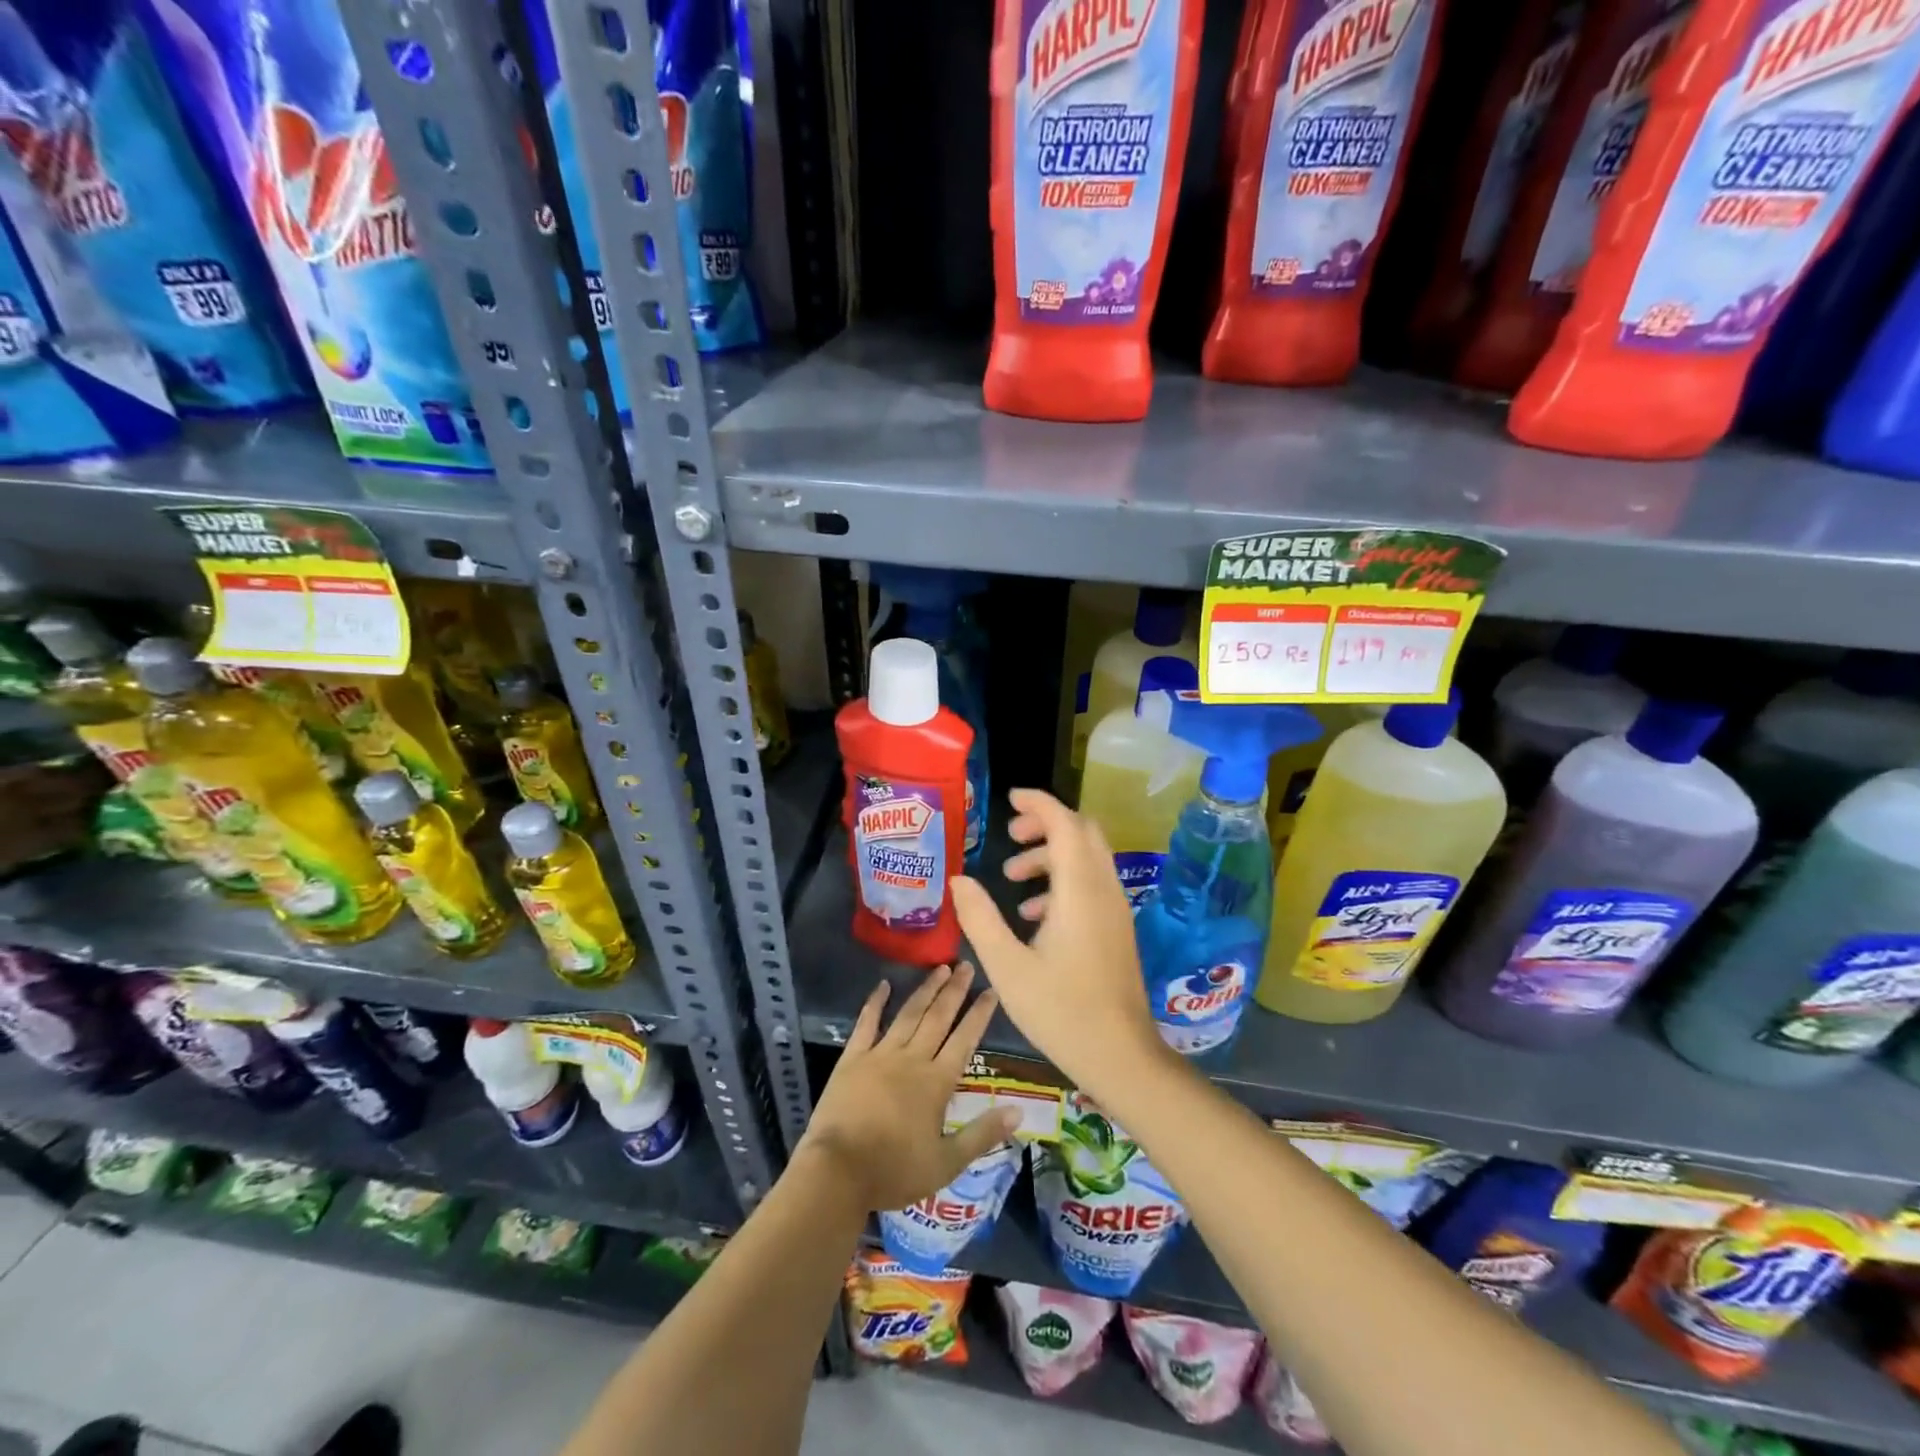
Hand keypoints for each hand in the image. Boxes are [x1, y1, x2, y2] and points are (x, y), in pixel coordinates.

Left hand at [798, 963, 1019, 1211]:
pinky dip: (875, 1003)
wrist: (838, 1172)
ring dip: (925, 990)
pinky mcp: (852, 1058)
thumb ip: (982, 1134)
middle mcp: (912, 1059)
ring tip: (939, 968)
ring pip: (909, 1015)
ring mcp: (880, 1055)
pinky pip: (866, 1024)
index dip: (978, 1014)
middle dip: (954, 991)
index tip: (990, 990)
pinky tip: (883, 985)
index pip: (964, 1040)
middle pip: (938, 1018)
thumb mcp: (946, 1163)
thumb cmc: (894, 1171)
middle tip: (965, 964)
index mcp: (937, 1083)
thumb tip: (1018, 1110)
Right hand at [949, 788, 1166, 1094]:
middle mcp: (1104, 890)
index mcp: (1079, 891)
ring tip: (1012, 876)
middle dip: (1046, 824)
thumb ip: (980, 918)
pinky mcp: (1116, 929)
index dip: (1039, 804)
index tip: (1009, 800)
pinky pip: (1091, 884)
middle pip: (1082, 833)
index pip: (1065, 824)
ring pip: (1087, 859)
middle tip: (1010, 835)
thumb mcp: (1007, 966)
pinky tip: (1032, 914)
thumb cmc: (1061, 1011)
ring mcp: (1115, 910)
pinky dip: (1063, 881)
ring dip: (1051, 855)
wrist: (1121, 1056)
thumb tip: (959, 880)